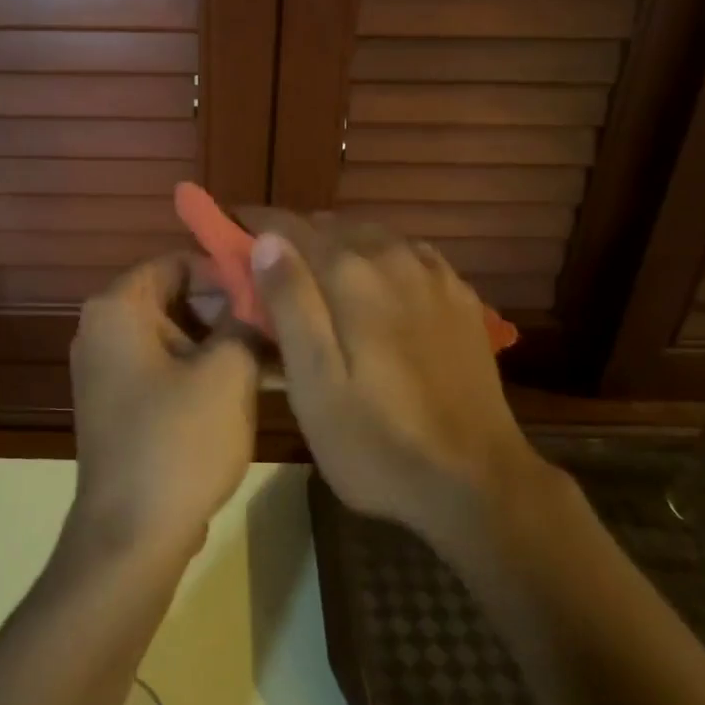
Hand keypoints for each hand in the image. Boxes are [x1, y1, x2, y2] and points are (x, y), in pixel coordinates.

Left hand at [69, 254, 257, 558]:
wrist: (132, 536)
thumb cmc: (179, 441)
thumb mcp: (227, 373)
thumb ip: (244, 321)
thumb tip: (259, 296)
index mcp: (118, 308)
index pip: (177, 261)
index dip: (226, 271)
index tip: (270, 289)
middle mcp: (103, 330)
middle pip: (175, 297)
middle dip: (228, 308)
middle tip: (278, 323)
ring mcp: (108, 370)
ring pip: (175, 335)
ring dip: (222, 342)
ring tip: (275, 354)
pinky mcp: (120, 404)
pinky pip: (165, 368)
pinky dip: (202, 370)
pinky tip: (251, 384)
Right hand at [242, 212, 551, 550]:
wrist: (475, 481)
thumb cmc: (376, 441)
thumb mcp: (314, 383)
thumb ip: (291, 303)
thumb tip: (268, 241)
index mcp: (351, 274)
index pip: (290, 226)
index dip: (255, 224)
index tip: (229, 230)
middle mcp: (393, 258)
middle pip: (332, 226)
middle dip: (294, 237)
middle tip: (268, 268)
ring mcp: (433, 275)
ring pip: (372, 236)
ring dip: (337, 244)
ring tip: (316, 274)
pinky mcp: (459, 297)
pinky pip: (409, 255)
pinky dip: (380, 257)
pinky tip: (377, 283)